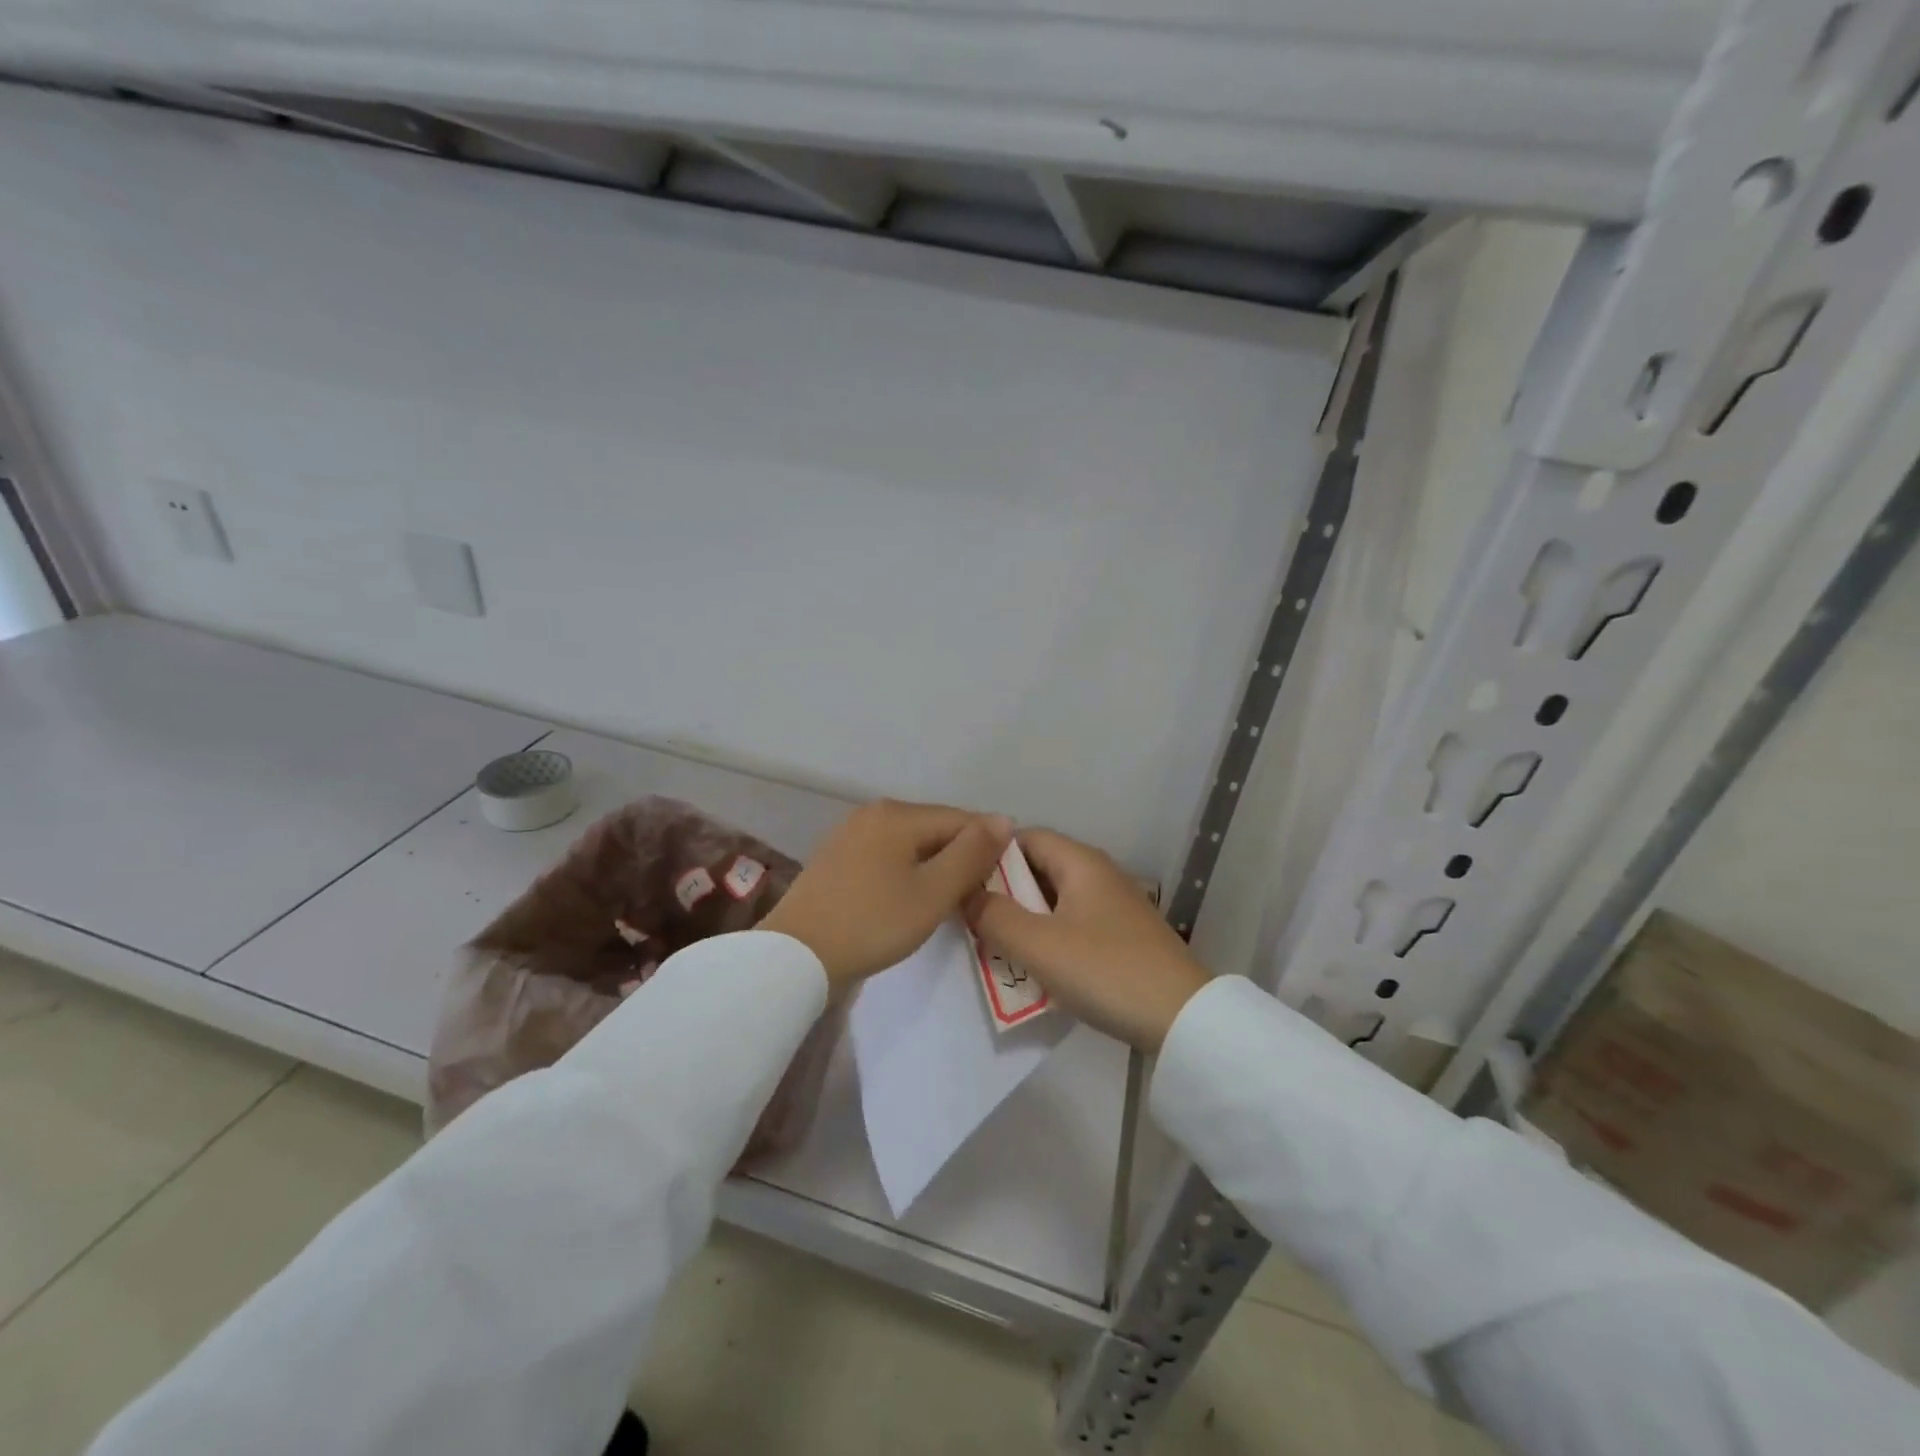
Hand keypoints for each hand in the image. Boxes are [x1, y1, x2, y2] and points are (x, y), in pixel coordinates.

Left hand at [760, 799, 1012, 991]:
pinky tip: (909, 899)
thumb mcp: (933, 892)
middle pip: (935, 828)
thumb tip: (1004, 819)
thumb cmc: (872, 923)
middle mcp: (874, 812)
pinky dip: (907, 872)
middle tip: (975, 897)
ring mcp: (852, 833)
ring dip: (934, 867)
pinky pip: (888, 855)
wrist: (796, 956)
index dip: (988, 848)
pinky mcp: (838, 857)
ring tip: (947, 901)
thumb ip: (972, 854)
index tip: (1002, 882)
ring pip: (912, 843)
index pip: (963, 820)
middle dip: (960, 857)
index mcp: (898, 814)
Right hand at [966, 829, 1208, 1051]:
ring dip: (1024, 919)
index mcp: (1081, 862)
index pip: (1026, 837)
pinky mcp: (1122, 936)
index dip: (991, 854)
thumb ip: (994, 917)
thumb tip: (967, 895)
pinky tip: (1035, 967)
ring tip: (995, 946)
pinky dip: (1049, 938)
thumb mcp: (1039, 945)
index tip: (962, 882)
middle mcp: (1098, 874)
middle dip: (1004, 892)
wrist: (1182, 1018)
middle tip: (973, 920)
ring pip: (1054, 900)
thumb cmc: (1106, 970)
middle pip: (1039, 868)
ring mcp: (1113, 906)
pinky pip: (1072, 924)